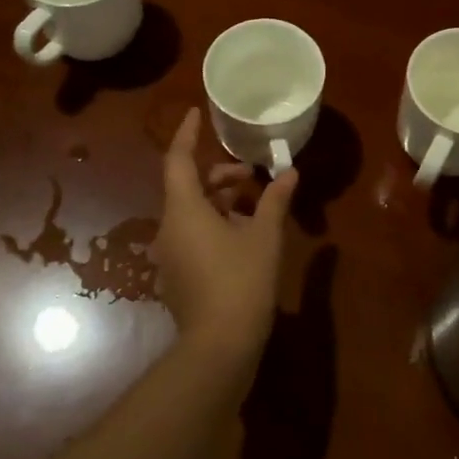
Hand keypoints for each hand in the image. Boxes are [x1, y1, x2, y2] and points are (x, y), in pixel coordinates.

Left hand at [155, 108, 297, 360]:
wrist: (220, 346)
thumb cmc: (242, 281)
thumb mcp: (265, 236)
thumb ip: (275, 200)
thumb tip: (289, 172)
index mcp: (184, 210)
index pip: (177, 159)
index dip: (185, 133)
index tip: (194, 112)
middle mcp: (169, 227)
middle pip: (188, 187)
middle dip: (220, 175)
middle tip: (253, 175)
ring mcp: (170, 254)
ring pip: (192, 213)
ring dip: (221, 202)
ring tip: (258, 206)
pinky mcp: (178, 275)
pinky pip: (193, 236)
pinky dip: (215, 225)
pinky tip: (246, 236)